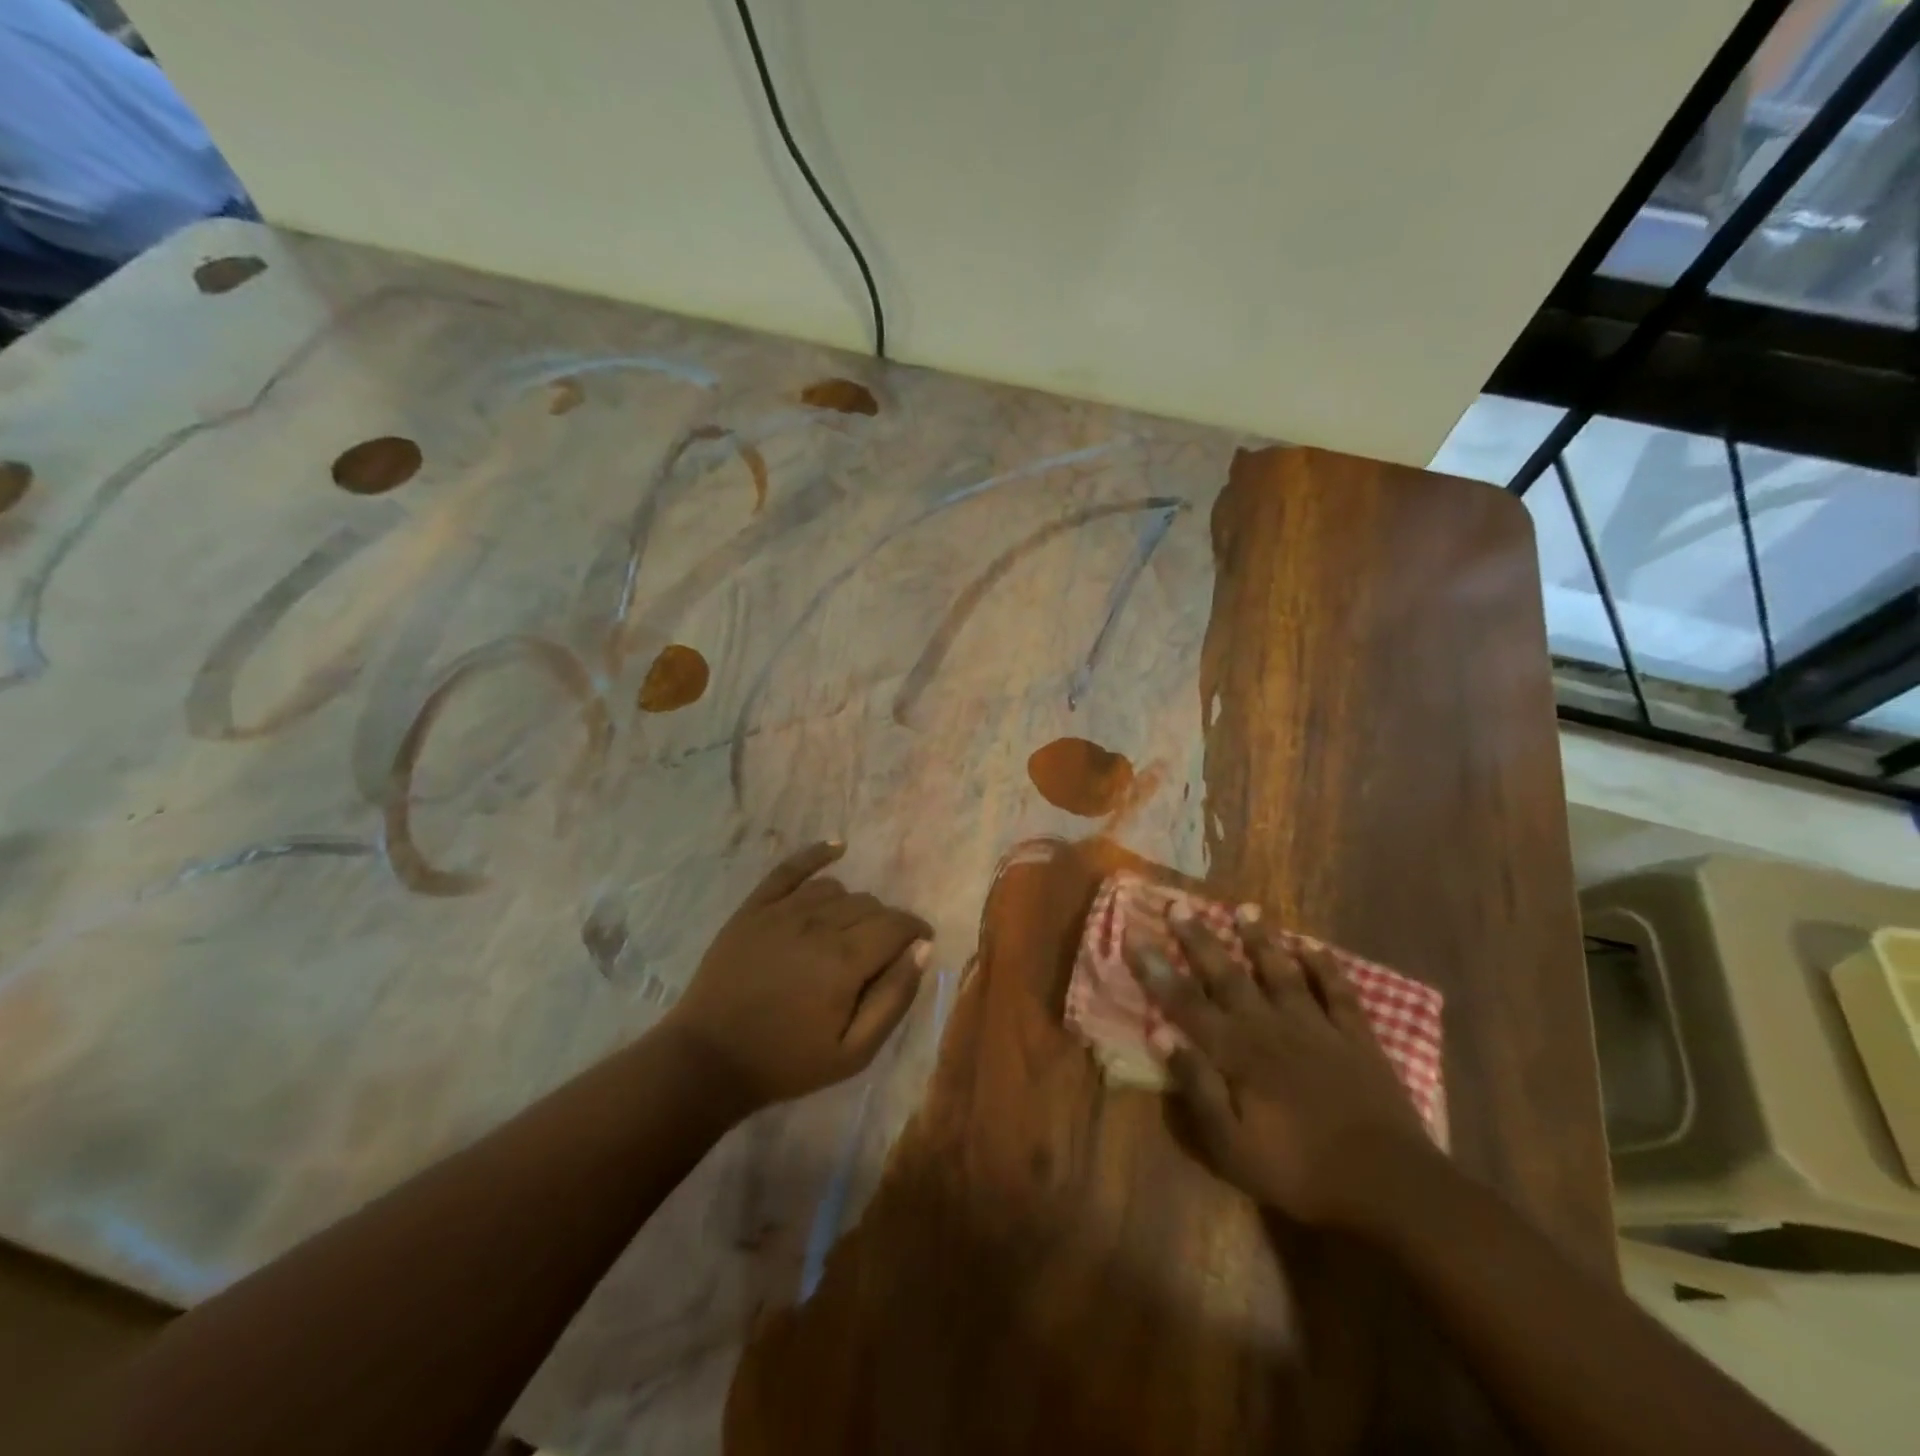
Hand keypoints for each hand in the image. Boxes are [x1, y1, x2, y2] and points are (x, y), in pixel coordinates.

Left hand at [661, 841, 933, 1111]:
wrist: (708, 1060)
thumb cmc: (786, 1062)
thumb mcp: (853, 1052)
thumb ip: (894, 998)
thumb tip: (922, 948)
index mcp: (844, 961)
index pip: (897, 925)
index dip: (916, 930)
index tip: (920, 943)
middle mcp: (817, 924)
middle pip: (870, 905)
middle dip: (886, 925)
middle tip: (880, 953)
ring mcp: (782, 911)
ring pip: (837, 890)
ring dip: (854, 907)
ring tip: (849, 932)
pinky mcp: (754, 908)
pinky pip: (791, 869)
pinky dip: (817, 854)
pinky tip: (837, 847)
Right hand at [1125, 903, 1441, 1234]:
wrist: (1388, 1186)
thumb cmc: (1299, 1171)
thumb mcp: (1232, 1147)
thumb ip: (1197, 1087)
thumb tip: (1161, 1035)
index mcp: (1237, 1053)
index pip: (1185, 1002)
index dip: (1157, 969)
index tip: (1134, 935)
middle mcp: (1270, 1027)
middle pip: (1228, 975)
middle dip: (1199, 939)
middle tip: (1179, 904)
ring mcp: (1316, 1027)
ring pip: (1281, 972)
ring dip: (1261, 940)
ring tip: (1245, 909)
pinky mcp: (1356, 1037)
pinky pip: (1338, 992)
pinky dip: (1326, 967)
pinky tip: (1313, 947)